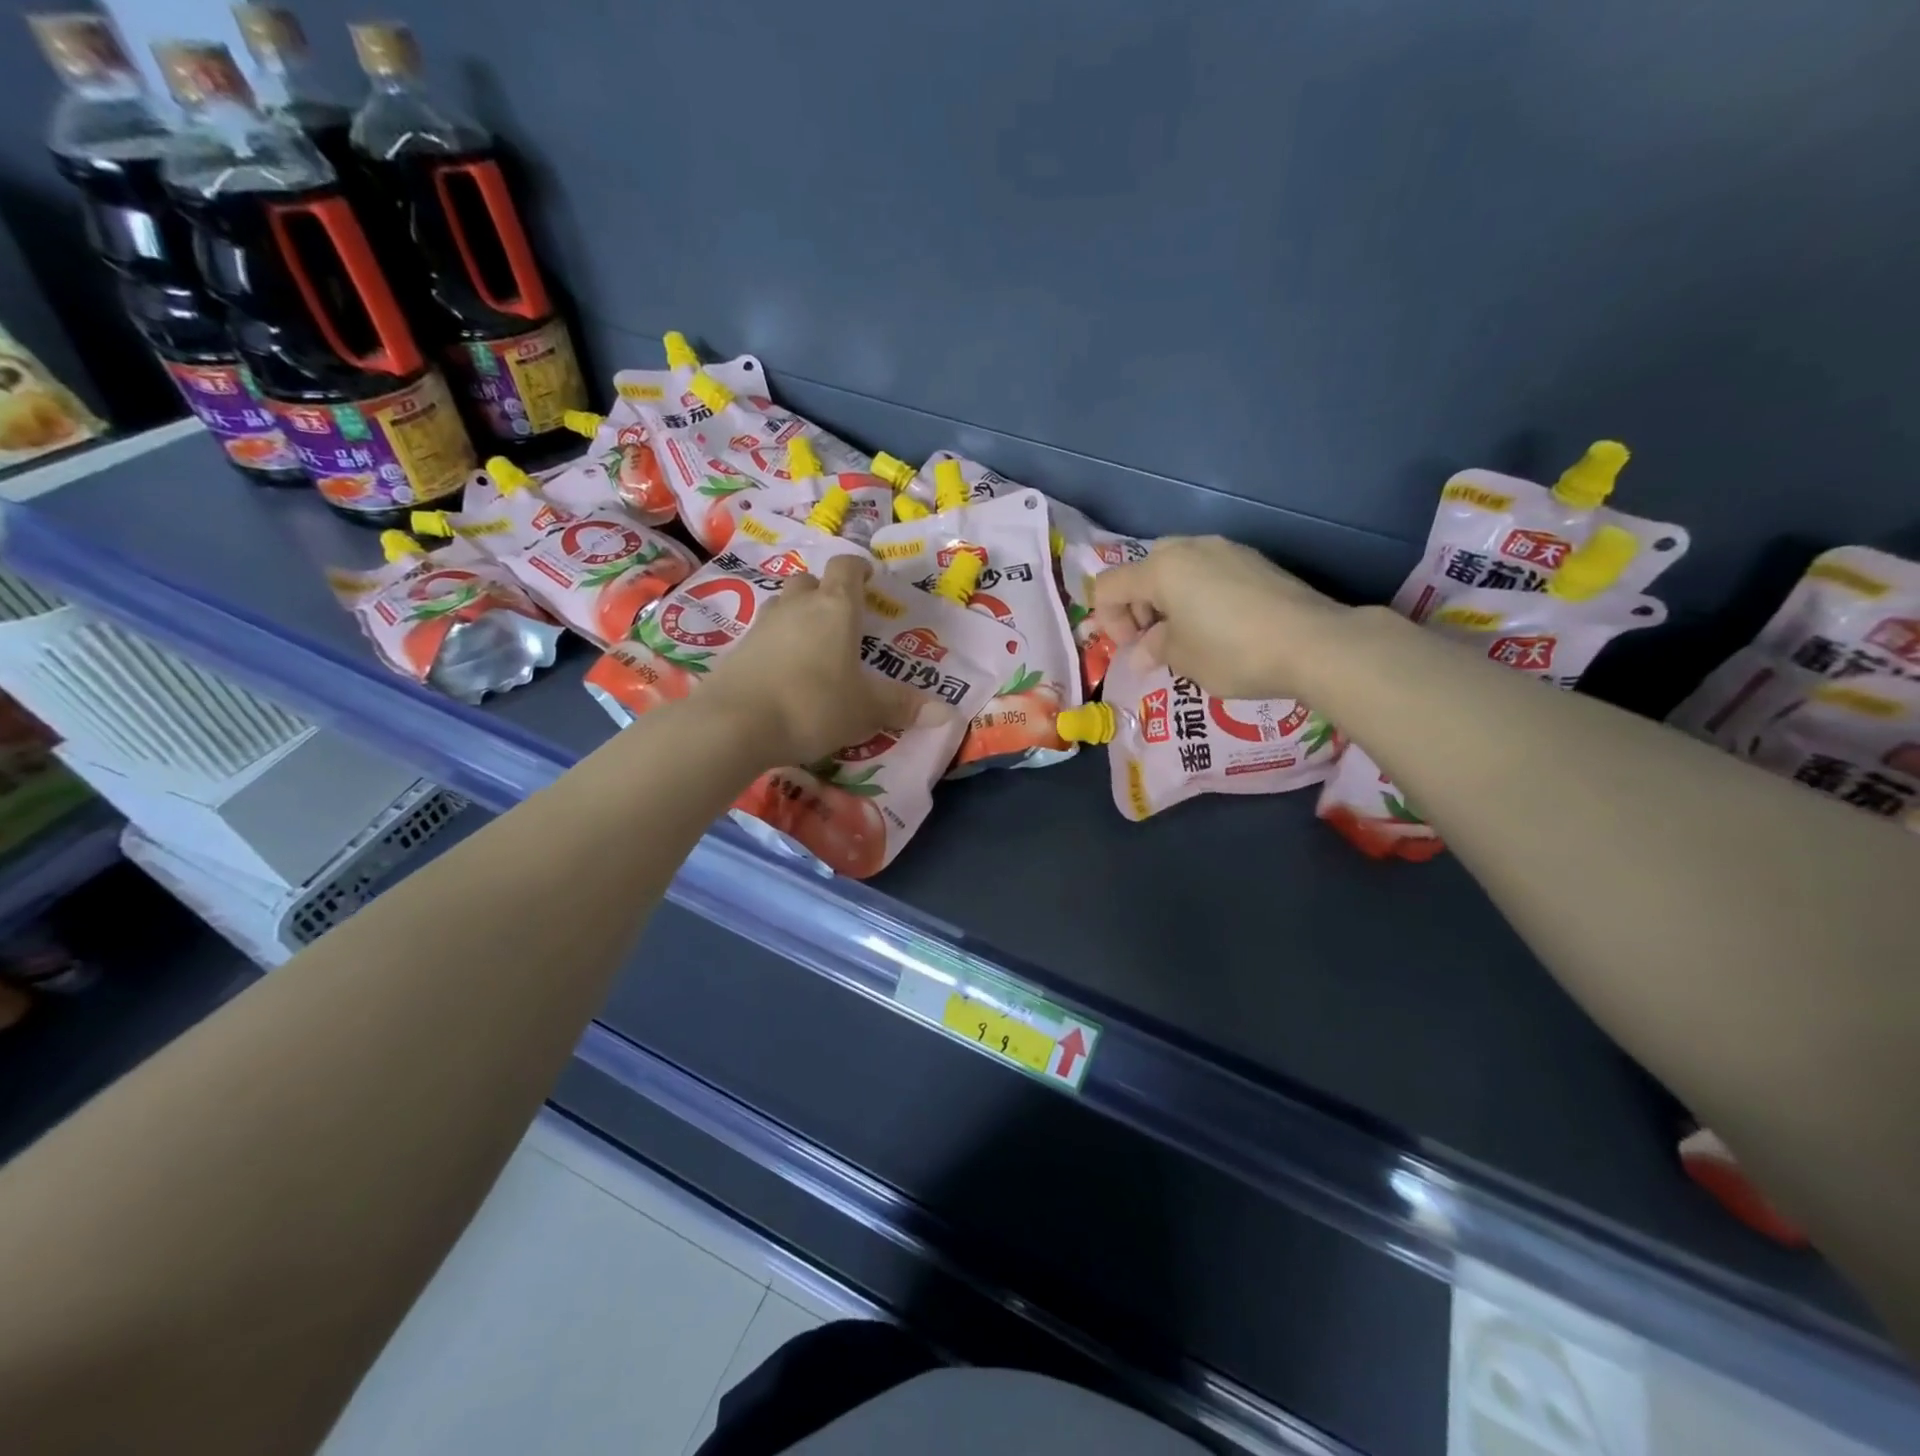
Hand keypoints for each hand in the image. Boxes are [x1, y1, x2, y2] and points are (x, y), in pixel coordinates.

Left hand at [702, 555, 927, 764]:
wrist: (734, 724)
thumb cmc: (813, 705)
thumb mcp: (865, 710)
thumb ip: (903, 707)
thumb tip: (949, 715)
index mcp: (835, 609)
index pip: (846, 569)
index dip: (858, 570)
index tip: (868, 579)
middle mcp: (797, 607)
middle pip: (809, 582)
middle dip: (824, 592)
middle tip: (839, 617)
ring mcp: (762, 625)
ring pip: (782, 605)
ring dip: (797, 615)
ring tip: (812, 645)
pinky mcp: (737, 649)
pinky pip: (763, 635)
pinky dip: (776, 644)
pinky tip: (784, 672)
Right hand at [1092, 536, 1342, 698]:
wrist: (1314, 643)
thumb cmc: (1233, 652)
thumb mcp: (1183, 659)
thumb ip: (1154, 649)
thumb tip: (1143, 651)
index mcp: (1160, 570)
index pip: (1108, 587)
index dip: (1109, 621)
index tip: (1133, 649)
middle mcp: (1189, 548)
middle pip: (1142, 570)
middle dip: (1138, 605)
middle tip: (1155, 639)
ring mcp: (1225, 549)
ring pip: (1177, 567)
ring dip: (1168, 599)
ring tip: (1187, 634)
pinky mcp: (1254, 560)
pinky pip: (1208, 571)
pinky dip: (1198, 594)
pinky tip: (1219, 625)